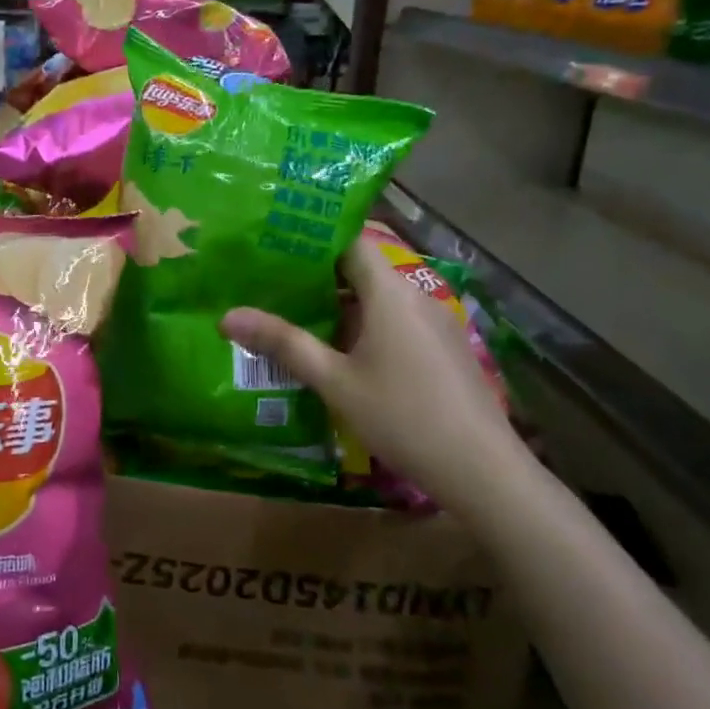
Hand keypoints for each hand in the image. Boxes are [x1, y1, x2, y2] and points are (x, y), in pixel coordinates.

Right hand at [220, 241, 527, 514]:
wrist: (482, 470)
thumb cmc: (401, 415)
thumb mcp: (334, 380)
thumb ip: (283, 343)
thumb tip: (227, 317)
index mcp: (390, 292)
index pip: (350, 241)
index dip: (312, 238)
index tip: (273, 244)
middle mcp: (416, 297)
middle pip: (362, 271)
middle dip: (316, 278)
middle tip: (269, 285)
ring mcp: (435, 324)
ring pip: (378, 301)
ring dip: (340, 306)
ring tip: (294, 318)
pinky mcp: (444, 349)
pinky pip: (396, 323)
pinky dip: (364, 327)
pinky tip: (339, 354)